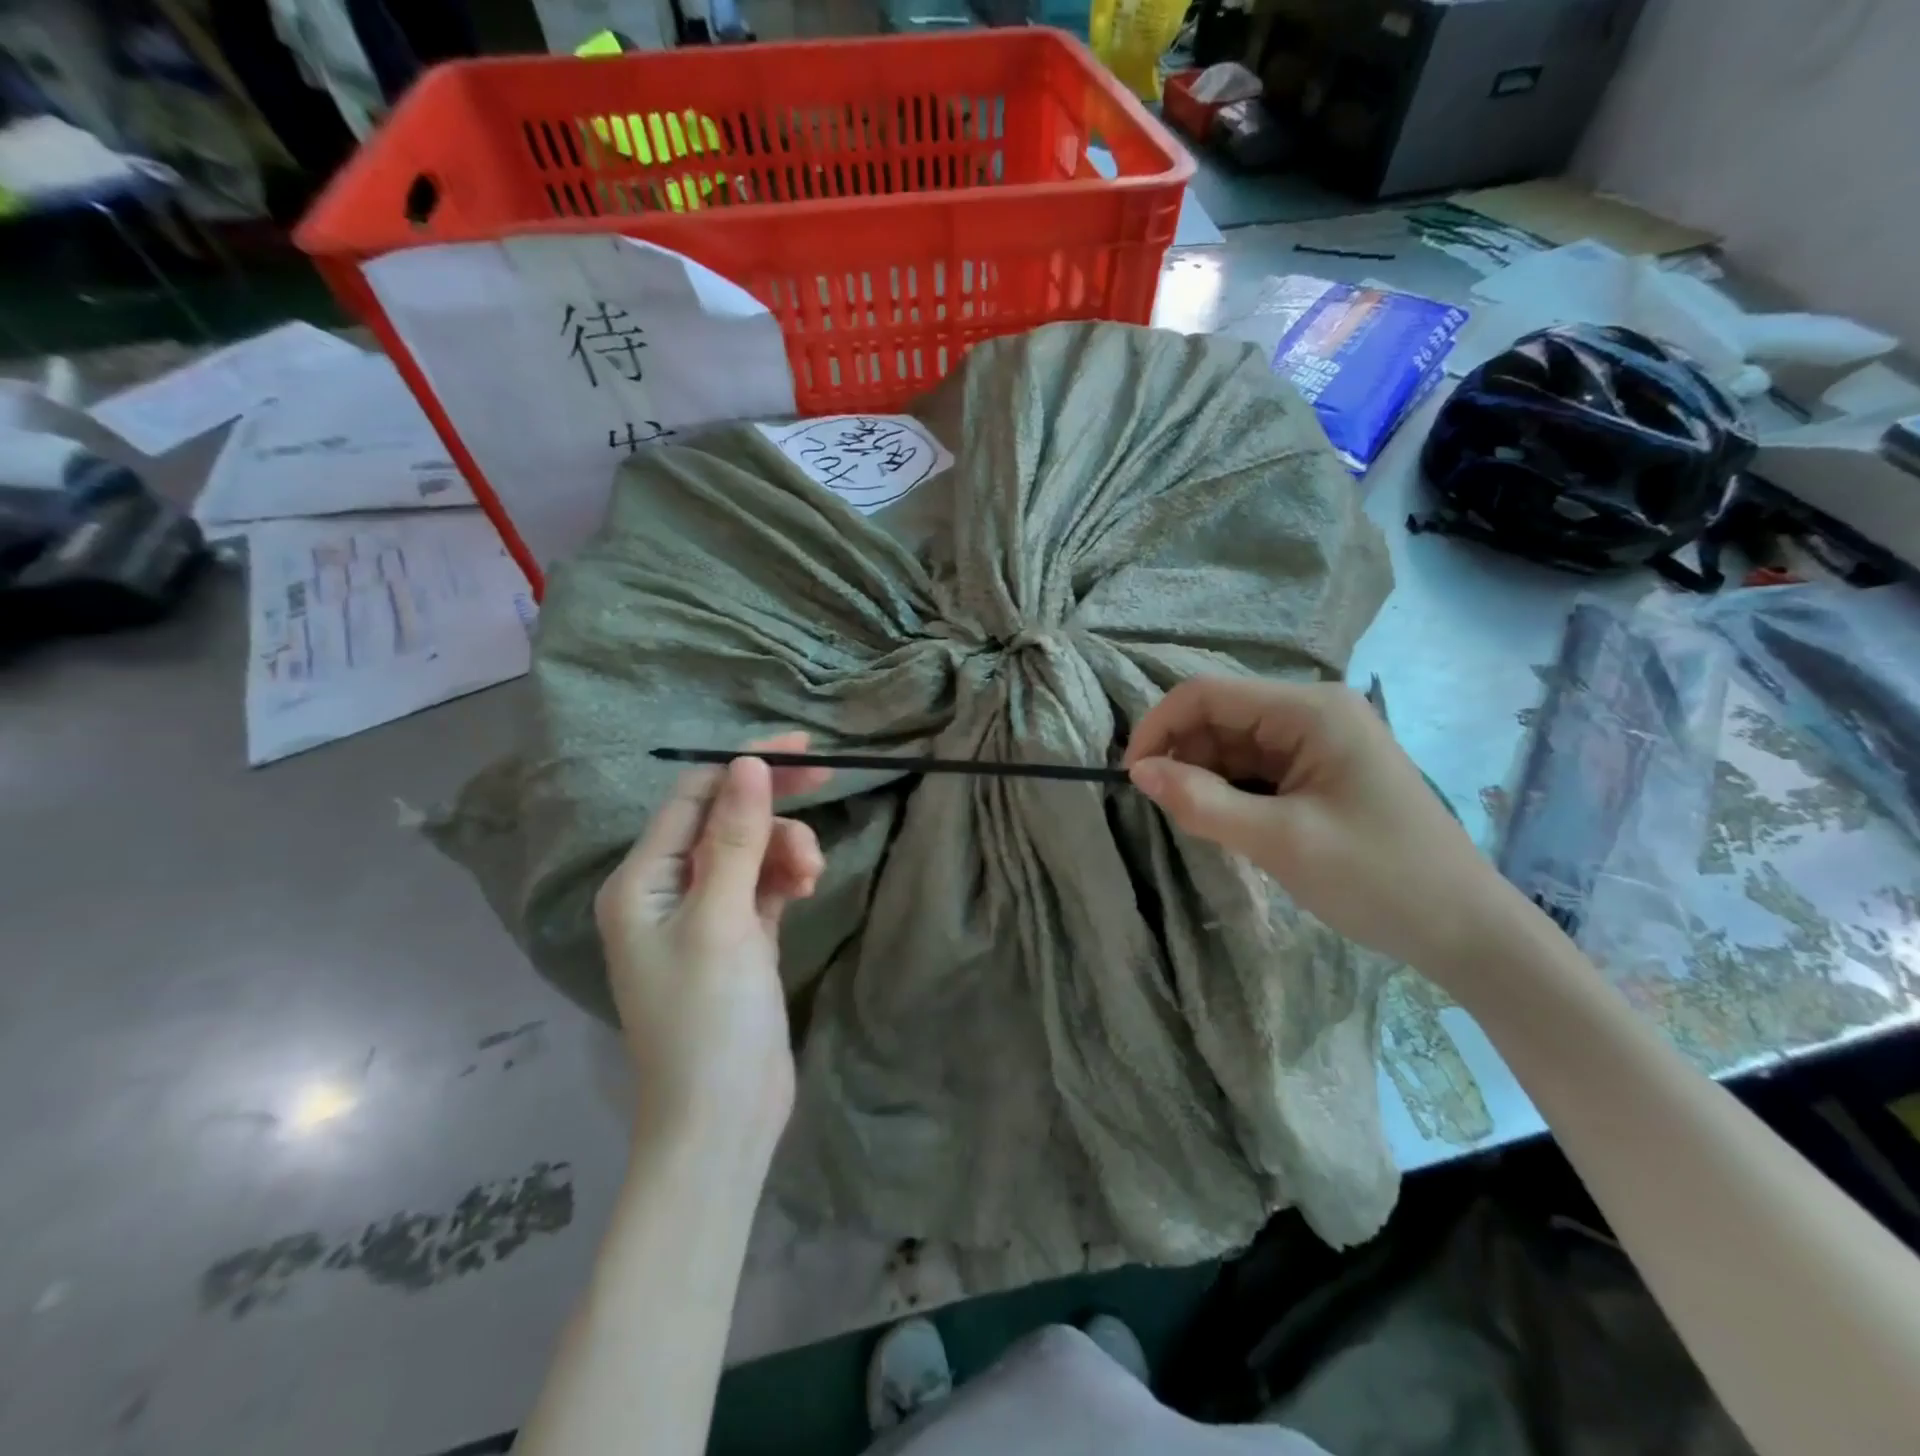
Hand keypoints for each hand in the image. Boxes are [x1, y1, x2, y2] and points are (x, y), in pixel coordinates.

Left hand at [593, 733, 829, 1152]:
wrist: (722, 1119)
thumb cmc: (710, 1018)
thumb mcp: (723, 919)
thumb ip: (736, 838)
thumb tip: (747, 764)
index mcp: (641, 881)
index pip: (693, 797)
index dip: (744, 767)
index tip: (802, 751)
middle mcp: (665, 891)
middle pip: (722, 821)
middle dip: (771, 803)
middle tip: (826, 780)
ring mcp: (702, 917)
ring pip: (750, 853)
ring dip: (785, 850)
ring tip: (813, 876)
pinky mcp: (736, 939)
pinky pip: (762, 886)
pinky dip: (786, 878)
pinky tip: (809, 886)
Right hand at [1125, 677, 1517, 983]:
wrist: (1464, 930)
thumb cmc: (1377, 878)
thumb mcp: (1279, 841)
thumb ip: (1202, 802)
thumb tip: (1137, 772)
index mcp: (1310, 710)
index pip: (1208, 694)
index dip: (1159, 726)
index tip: (1132, 777)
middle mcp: (1312, 713)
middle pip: (1219, 718)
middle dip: (1183, 758)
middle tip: (1170, 812)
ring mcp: (1317, 742)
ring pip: (1233, 746)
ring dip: (1205, 780)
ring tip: (1204, 826)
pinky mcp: (1319, 772)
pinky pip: (1255, 770)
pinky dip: (1230, 793)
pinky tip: (1231, 826)